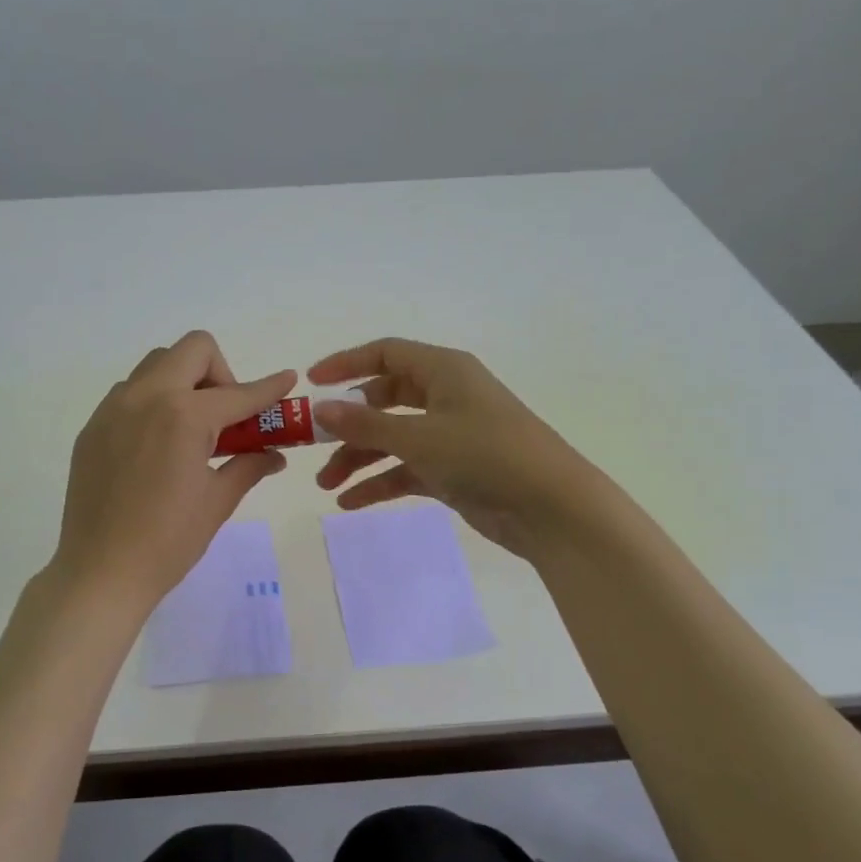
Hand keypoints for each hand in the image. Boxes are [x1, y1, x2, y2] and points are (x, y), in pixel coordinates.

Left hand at [51, 332, 295, 613]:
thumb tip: (274, 454)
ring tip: (191, 431)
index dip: (268, 388)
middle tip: (226, 417)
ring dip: (184, 383)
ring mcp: (112, 410)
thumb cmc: (169, 541)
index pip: (238, 393)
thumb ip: (248, 465)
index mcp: (183, 416)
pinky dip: (155, 403)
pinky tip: (158, 447)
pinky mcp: (93, 428)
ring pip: (157, 366)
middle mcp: (145, 397)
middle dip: (220, 373)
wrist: (101, 572)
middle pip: (192, 350)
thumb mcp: (218, 501)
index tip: (287, 380)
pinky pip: (130, 393)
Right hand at [308, 338, 609, 560]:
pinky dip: (381, 482)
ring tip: (325, 486)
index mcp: (443, 371)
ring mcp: (450, 435)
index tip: (310, 384)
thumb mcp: (419, 436)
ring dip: (359, 458)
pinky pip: (407, 469)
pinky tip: (351, 503)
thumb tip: (320, 408)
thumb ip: (365, 423)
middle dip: (348, 424)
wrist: (550, 508)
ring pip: (393, 438)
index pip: (385, 354)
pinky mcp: (454, 470)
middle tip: (312, 445)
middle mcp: (446, 396)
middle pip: (384, 400)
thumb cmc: (485, 455)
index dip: (346, 365)